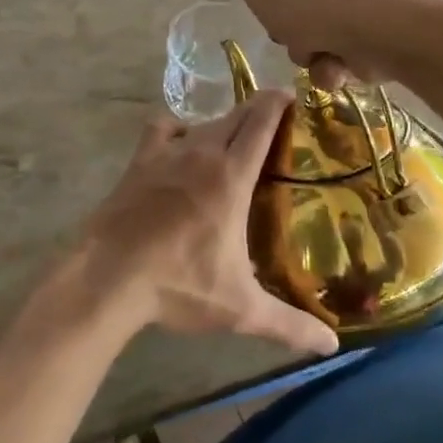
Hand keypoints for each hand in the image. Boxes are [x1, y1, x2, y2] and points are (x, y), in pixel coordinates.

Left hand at [80, 92, 337, 356]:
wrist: (108, 278)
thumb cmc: (179, 286)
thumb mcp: (241, 308)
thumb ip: (289, 324)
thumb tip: (333, 346)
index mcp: (232, 175)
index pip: (261, 121)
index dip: (279, 102)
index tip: (294, 96)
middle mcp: (202, 152)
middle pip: (235, 114)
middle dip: (257, 110)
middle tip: (275, 122)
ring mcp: (166, 153)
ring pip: (202, 122)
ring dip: (222, 125)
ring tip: (233, 143)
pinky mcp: (139, 161)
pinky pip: (162, 129)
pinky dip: (177, 131)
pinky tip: (181, 148)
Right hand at [229, 0, 413, 88]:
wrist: (387, 31)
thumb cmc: (317, 2)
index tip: (257, 7)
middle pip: (294, 0)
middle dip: (288, 28)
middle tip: (290, 34)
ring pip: (316, 30)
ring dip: (309, 51)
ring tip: (319, 55)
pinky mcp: (379, 25)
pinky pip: (342, 46)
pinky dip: (335, 62)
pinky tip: (338, 68)